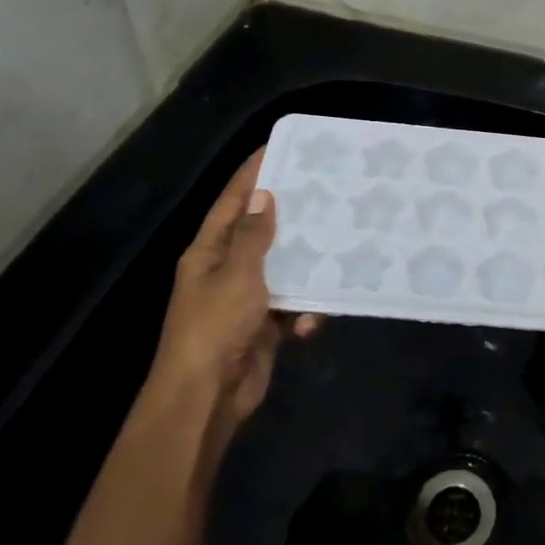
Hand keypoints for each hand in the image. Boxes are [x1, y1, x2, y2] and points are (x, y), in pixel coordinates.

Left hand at [143, 146, 320, 442]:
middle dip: (291, 215)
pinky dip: (304, 312)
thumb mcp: (236, 275)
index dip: (252, 173)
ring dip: (306, 268)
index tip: (278, 146)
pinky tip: (313, 321)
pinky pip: (292, 306)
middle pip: (261, 231)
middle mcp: (225, 269)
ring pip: (283, 269)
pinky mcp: (264, 326)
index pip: (231, 201)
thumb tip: (262, 195)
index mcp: (208, 252)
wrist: (206, 398)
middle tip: (327, 191)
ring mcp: (245, 299)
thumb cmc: (215, 327)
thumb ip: (252, 236)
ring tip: (338, 250)